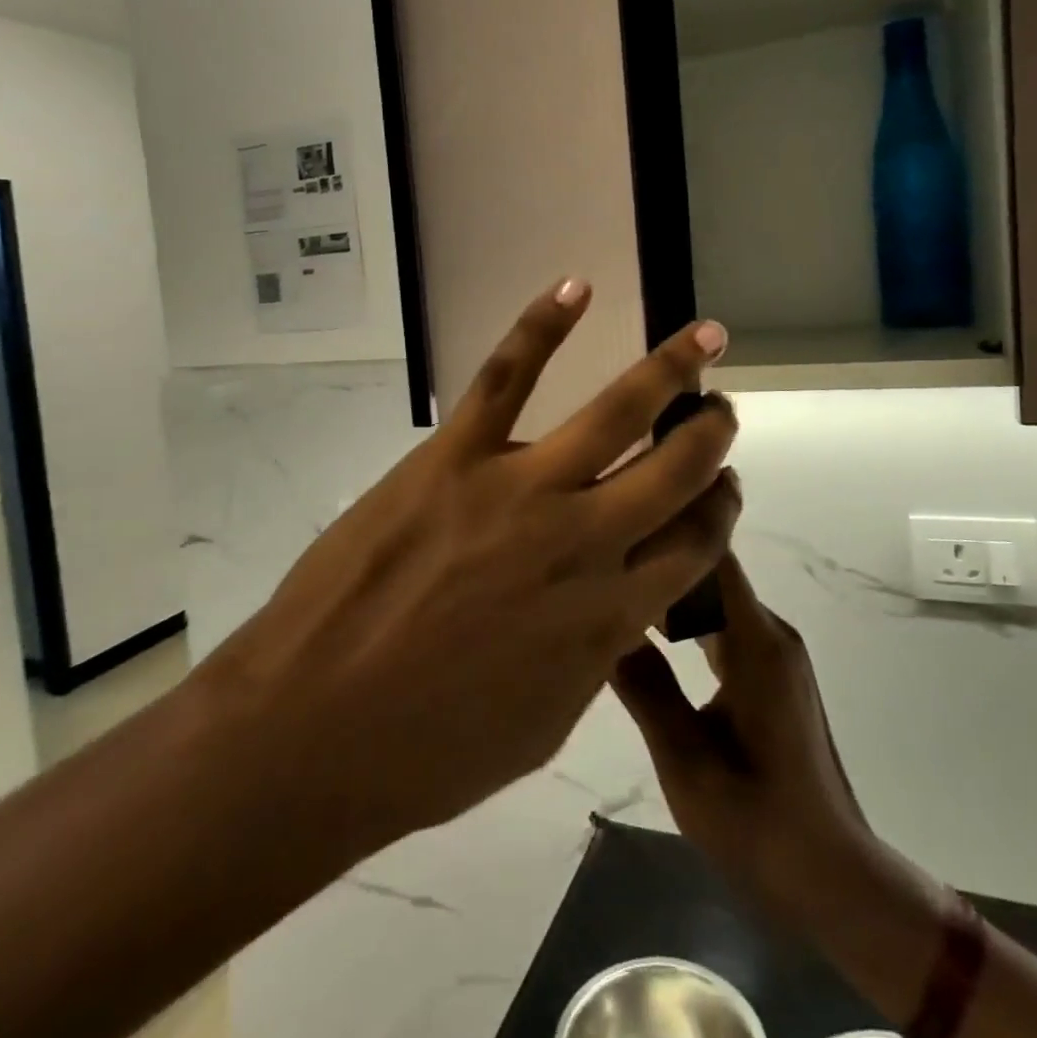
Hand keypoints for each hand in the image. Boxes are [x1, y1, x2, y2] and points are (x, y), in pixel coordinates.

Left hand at [192, 280, 739, 850]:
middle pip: (676, 471)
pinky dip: (543, 326)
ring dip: (670, 371)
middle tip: (721, 412)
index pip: (694, 547)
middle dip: (711, 436)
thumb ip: (592, 657)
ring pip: (616, 412)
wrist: (313, 731)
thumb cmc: (428, 750)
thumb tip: (617, 611)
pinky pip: (507, 376)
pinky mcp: (454, 456)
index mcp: (609, 616)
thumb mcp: (542, 724)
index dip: (719, 512)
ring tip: (705, 340)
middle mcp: (584, 543)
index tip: (723, 491)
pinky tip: (576, 287)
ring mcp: (520, 489)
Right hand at [613, 556, 941, 932]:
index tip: (616, 519)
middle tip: (596, 553)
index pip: (713, 556)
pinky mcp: (770, 669)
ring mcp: (773, 650)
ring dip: (667, 586)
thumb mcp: (686, 763)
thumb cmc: (760, 825)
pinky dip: (683, 616)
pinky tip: (644, 626)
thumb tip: (599, 622)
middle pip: (711, 568)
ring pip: (714, 595)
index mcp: (756, 644)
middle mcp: (770, 632)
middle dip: (657, 554)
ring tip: (609, 580)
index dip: (669, 528)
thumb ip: (645, 688)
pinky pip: (721, 622)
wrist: (833, 877)